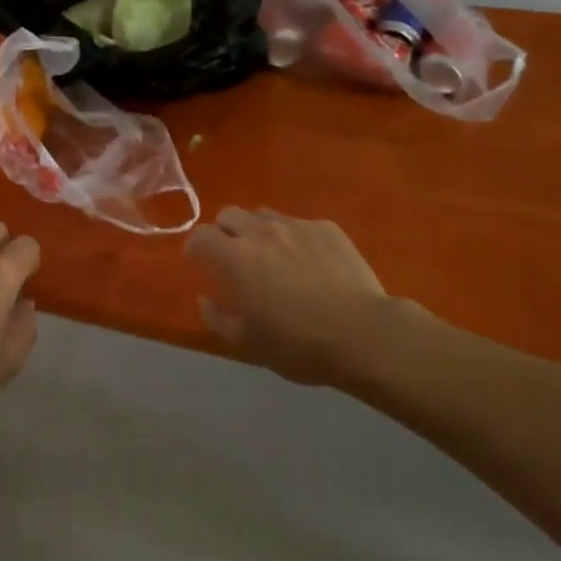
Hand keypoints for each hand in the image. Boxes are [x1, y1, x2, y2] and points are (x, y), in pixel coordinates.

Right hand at [187, 208, 416, 386]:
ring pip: (264, 215)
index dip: (195, 247)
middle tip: (234, 258)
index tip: (199, 262)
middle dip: (225, 232)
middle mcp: (261, 232)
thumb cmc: (300, 344)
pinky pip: (299, 224)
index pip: (201, 236)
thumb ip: (219, 318)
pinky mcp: (327, 228)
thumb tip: (205, 299)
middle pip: (230, 215)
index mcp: (236, 258)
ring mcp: (296, 226)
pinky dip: (294, 238)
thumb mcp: (250, 344)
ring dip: (258, 232)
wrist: (365, 333)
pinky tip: (310, 263)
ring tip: (272, 258)